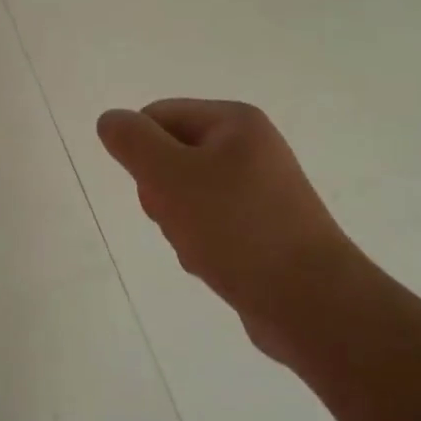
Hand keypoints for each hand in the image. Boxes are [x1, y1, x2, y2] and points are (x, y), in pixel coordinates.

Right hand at [97, 99, 358, 362]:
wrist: (311, 303)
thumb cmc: (237, 228)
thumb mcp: (171, 177)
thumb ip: (133, 142)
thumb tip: (110, 120)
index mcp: (235, 122)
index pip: (157, 116)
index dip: (142, 152)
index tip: (154, 189)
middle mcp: (251, 148)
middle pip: (171, 156)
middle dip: (161, 193)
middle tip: (179, 219)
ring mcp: (260, 190)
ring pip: (186, 195)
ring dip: (178, 223)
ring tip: (201, 248)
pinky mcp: (263, 229)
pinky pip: (211, 224)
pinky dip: (202, 243)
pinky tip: (214, 265)